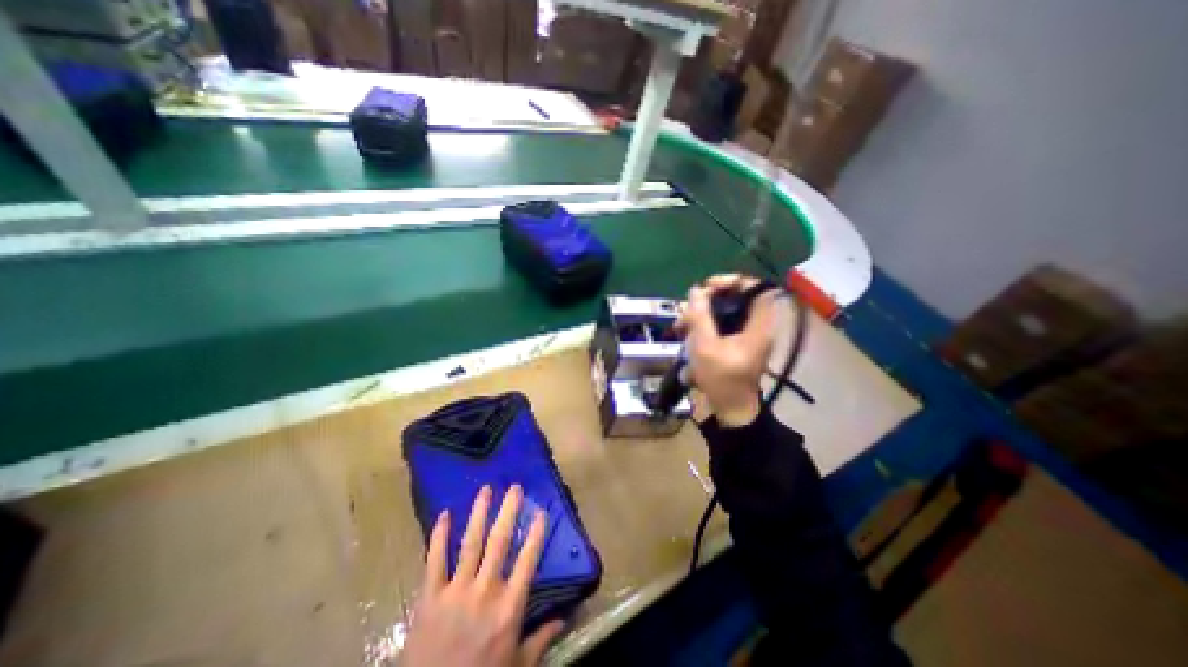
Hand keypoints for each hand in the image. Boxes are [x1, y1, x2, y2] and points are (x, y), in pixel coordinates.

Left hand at [402, 484, 561, 665]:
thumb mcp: (518, 666)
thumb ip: (541, 639)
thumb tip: (565, 618)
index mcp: (509, 607)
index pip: (528, 560)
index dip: (536, 534)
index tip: (541, 511)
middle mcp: (485, 591)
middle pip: (500, 542)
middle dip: (509, 511)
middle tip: (514, 488)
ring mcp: (455, 591)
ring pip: (470, 542)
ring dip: (479, 513)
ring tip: (485, 489)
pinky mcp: (429, 597)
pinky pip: (434, 560)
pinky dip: (439, 536)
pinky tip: (444, 514)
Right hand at [676, 273, 780, 426]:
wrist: (730, 411)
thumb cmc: (721, 380)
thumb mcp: (705, 346)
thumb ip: (700, 316)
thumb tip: (695, 290)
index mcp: (759, 326)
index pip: (755, 288)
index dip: (733, 281)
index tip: (708, 286)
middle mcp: (756, 327)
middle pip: (736, 300)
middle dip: (708, 301)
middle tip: (687, 310)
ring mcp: (746, 336)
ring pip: (724, 313)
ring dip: (701, 316)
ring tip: (679, 327)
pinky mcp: (735, 344)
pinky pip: (720, 326)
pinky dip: (703, 328)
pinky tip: (687, 337)